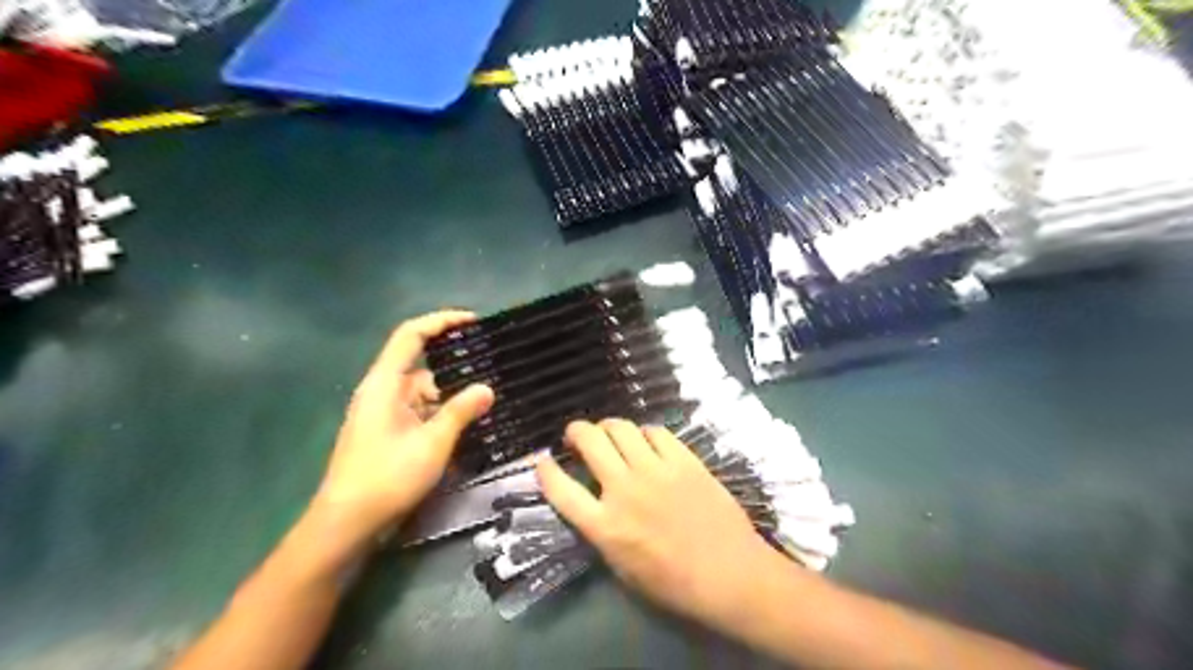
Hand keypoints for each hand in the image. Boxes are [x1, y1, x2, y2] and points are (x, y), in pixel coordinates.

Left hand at [312, 312, 494, 546]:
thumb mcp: (432, 443)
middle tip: (493, 377)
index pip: (412, 335)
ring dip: (451, 401)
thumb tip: (488, 388)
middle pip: (423, 368)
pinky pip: (419, 415)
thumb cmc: (387, 478)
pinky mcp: (387, 434)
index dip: (442, 321)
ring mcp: (383, 414)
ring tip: (487, 408)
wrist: (346, 525)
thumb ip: (461, 411)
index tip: (474, 321)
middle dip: (457, 373)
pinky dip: (441, 418)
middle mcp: (382, 392)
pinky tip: (466, 431)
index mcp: (385, 383)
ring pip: (424, 395)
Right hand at [535, 421, 779, 626]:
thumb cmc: (674, 583)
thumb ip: (601, 531)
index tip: (543, 461)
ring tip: (609, 433)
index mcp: (605, 525)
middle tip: (576, 437)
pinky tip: (646, 441)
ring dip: (608, 427)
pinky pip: (656, 432)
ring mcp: (655, 470)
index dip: (545, 471)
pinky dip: (644, 433)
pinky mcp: (683, 460)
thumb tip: (592, 504)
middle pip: (590, 441)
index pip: (561, 489)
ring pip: (621, 428)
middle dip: (576, 431)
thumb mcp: (623, 568)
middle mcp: (624, 489)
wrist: (730, 573)